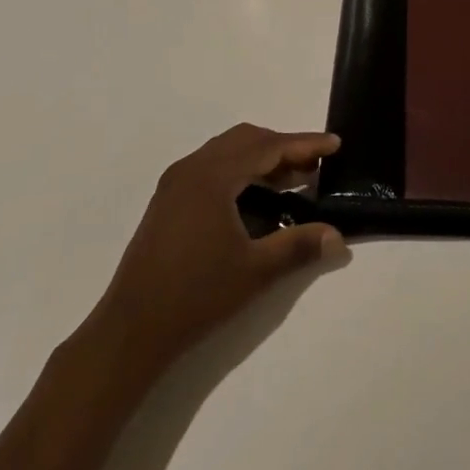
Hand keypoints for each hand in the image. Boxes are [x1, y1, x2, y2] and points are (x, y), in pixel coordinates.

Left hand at [93, 125, 347, 377]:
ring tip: (291, 181)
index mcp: (213, 176)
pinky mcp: (168, 201)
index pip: (267, 147)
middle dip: (283, 148)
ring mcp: (175, 183)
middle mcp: (192, 168)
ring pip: (227, 152)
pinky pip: (212, 168)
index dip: (304, 144)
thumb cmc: (196, 296)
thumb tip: (338, 237)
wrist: (131, 330)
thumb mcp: (255, 271)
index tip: (335, 145)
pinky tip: (255, 199)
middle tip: (314, 168)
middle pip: (246, 140)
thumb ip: (299, 246)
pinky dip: (240, 171)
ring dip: (261, 159)